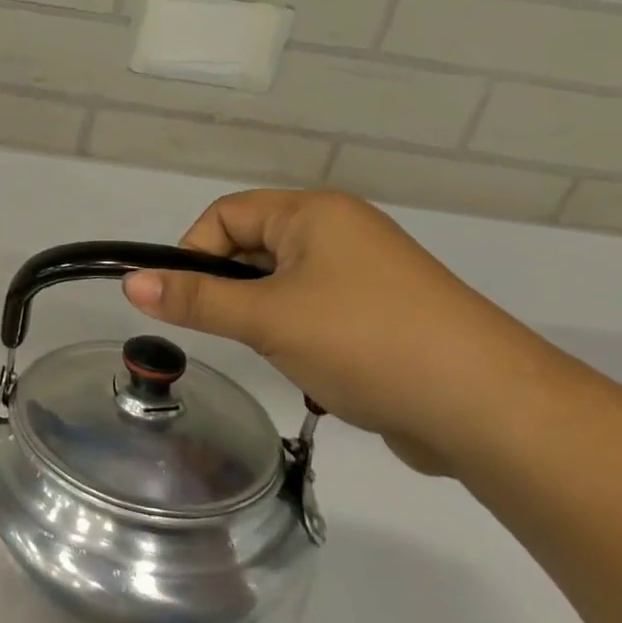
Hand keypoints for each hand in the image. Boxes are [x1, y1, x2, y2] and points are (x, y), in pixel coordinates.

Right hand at [123, 191, 553, 474]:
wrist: (491, 409)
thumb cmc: (366, 341)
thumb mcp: (269, 319)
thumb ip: (197, 299)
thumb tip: (130, 282)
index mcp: (313, 213)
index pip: (226, 214)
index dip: (195, 253)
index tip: (186, 302)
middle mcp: (340, 232)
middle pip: (255, 247)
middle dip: (236, 292)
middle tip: (239, 334)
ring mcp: (367, 274)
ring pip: (285, 286)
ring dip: (270, 321)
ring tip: (287, 357)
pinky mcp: (385, 315)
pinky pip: (319, 313)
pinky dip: (305, 339)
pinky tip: (322, 376)